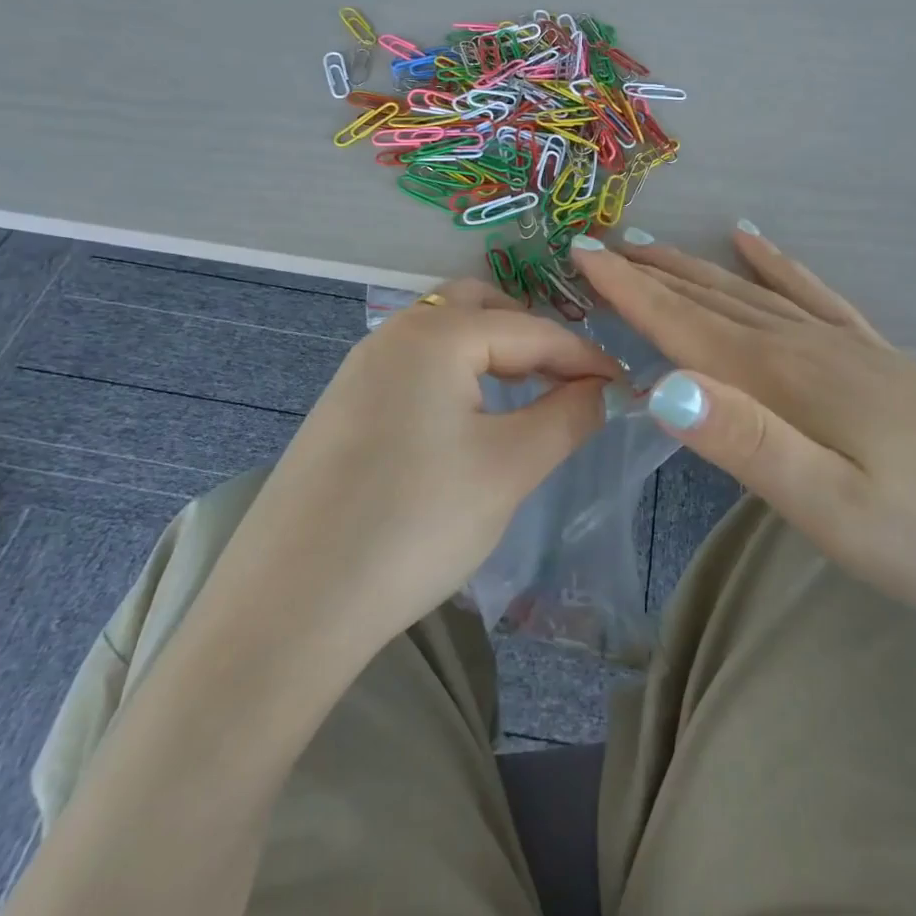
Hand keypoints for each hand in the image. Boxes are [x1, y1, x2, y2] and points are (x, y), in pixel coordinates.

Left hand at [234, 279, 620, 651]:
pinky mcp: (343, 406)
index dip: (586, 357)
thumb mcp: (509, 467)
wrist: (291, 606)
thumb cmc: (415, 524)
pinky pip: (415, 367)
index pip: (532, 330)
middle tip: (569, 381)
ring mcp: (360, 368)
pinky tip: (467, 420)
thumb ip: (568, 415)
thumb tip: (604, 389)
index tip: (624, 386)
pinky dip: (455, 376)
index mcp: (436, 334)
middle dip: (533, 337)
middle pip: (482, 310)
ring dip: (493, 353)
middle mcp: (393, 334)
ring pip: (444, 336)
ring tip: (527, 395)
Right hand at [570, 229, 915, 610]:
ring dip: (692, 268)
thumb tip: (663, 388)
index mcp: (780, 377)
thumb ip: (746, 443)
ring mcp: (839, 342)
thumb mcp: (829, 505)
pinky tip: (752, 242)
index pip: (683, 324)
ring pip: (747, 291)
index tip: (582, 255)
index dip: (628, 290)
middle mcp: (801, 344)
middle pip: (708, 298)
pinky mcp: (868, 354)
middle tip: (598, 246)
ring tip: (651, 245)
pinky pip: (809, 293)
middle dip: (648, 272)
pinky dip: (774, 264)